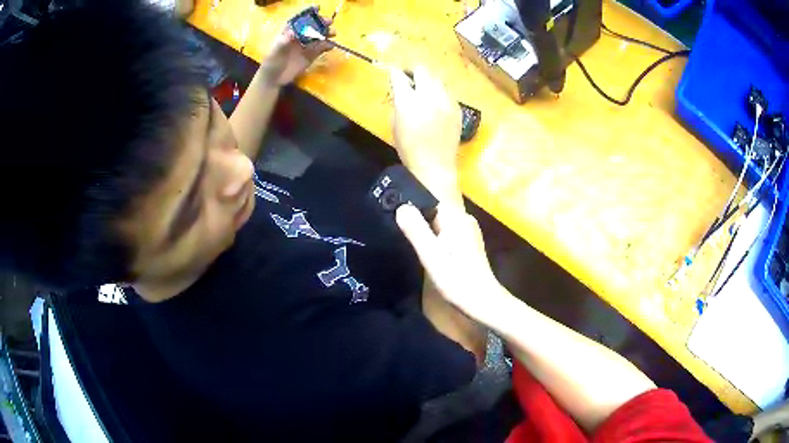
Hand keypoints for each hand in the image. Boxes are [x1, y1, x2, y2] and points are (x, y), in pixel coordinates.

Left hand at [260, 15, 334, 86]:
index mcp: (289, 31)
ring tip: (333, 33)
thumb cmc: (272, 63)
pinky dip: (328, 45)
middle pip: (312, 25)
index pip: (299, 18)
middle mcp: (300, 36)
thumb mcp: (275, 52)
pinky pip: (322, 48)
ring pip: (319, 35)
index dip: (308, 12)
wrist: (274, 79)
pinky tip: (331, 46)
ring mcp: (306, 45)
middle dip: (321, 21)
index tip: (317, 7)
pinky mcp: (312, 55)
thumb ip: (283, 42)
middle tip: (328, 22)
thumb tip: (292, 32)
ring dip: (327, 32)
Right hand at [390, 67, 461, 202]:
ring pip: (437, 79)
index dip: (395, 72)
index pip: (400, 76)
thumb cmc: (408, 148)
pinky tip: (435, 104)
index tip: (394, 72)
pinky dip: (439, 93)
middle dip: (414, 71)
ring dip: (428, 81)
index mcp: (409, 100)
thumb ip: (398, 101)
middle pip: (423, 70)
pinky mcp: (457, 108)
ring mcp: (446, 101)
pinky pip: (447, 92)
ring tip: (423, 90)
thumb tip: (401, 89)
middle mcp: (430, 95)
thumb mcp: (395, 123)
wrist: (434, 166)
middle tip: (409, 78)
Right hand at [396, 204, 499, 320]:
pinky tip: (429, 255)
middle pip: (434, 213)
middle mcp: (465, 220)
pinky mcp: (469, 245)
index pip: (429, 201)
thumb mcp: (431, 255)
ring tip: (411, 245)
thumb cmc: (456, 279)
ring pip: (440, 225)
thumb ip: (416, 230)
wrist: (482, 302)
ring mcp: (469, 233)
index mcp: (457, 218)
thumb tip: (401, 206)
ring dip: (426, 233)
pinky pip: (446, 235)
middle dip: (418, 222)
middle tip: (400, 234)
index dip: (412, 208)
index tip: (396, 219)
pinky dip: (436, 241)